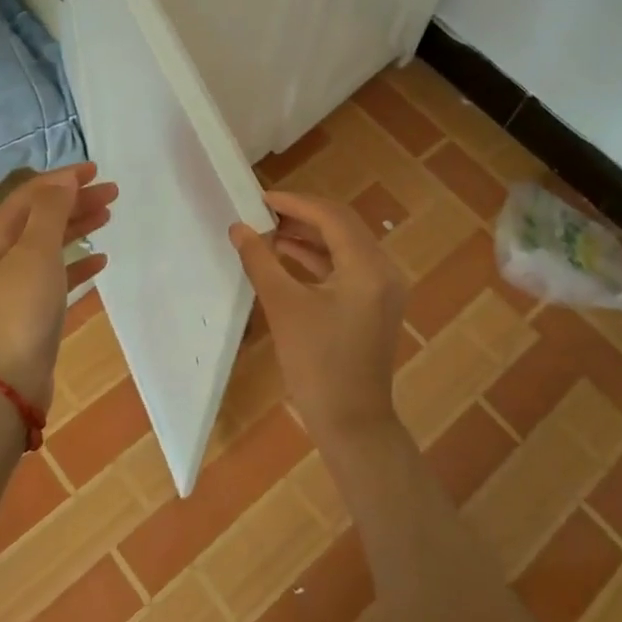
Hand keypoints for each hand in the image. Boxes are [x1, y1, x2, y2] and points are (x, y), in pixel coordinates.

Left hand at [0, 164, 116, 412]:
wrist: (11, 378)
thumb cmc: (23, 308)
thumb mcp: (36, 251)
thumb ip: (51, 211)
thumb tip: (64, 179)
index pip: (30, 194)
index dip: (62, 179)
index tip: (96, 170)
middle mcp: (1, 254)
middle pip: (41, 215)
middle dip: (75, 200)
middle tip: (113, 193)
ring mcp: (16, 281)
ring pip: (51, 242)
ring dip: (78, 226)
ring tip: (109, 216)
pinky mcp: (32, 305)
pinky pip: (58, 273)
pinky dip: (78, 262)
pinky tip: (101, 260)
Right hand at [229, 191, 407, 448]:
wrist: (351, 422)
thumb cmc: (317, 365)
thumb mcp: (284, 307)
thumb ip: (260, 261)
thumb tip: (238, 228)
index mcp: (367, 266)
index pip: (331, 216)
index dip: (295, 203)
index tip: (260, 198)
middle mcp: (383, 269)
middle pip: (342, 226)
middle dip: (302, 216)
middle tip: (262, 213)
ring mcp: (383, 288)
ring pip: (344, 246)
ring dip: (309, 237)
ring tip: (268, 233)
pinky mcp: (376, 304)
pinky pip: (347, 268)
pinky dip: (319, 259)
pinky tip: (288, 257)